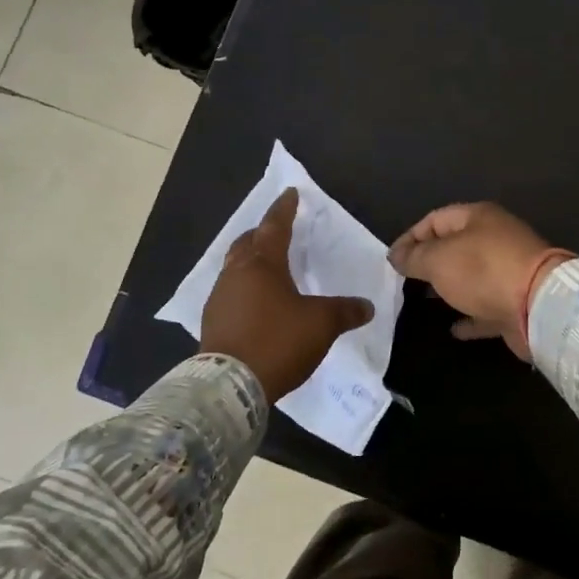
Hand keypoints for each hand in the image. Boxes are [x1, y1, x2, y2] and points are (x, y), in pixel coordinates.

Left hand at [199, 188, 374, 400]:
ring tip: (267, 268)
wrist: (230, 385)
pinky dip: (244, 288)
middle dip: (261, 233)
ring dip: (250, 261)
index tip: (290, 193)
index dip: (285, 209)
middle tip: (276, 231)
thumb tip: (367, 306)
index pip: (275, 226)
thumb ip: (345, 311)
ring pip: (235, 267)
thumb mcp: (321, 324)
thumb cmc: (278, 341)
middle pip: (247, 243)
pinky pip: (230, 292)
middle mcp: (236, 273)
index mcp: (263, 264)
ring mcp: (219, 297)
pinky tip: (255, 303)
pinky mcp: (212, 321)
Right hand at [387, 202, 569, 358]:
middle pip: (455, 246)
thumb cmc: (483, 271)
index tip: (391, 260)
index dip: (410, 237)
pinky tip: (454, 329)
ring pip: (471, 277)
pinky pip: (486, 307)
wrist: (539, 305)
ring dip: (449, 287)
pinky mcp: (516, 302)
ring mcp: (509, 271)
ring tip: (423, 300)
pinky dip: (470, 316)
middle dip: (429, 262)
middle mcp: (495, 239)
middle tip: (405, 280)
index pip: (435, 219)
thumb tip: (397, 256)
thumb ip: (414, 257)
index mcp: (478, 218)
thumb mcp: (438, 259)